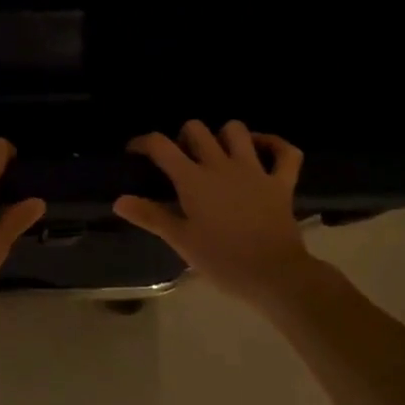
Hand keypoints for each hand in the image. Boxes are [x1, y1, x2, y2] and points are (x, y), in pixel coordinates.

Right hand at [114, 120, 310, 302]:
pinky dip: (274, 145)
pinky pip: (285, 152)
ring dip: (224, 136)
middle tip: (181, 159)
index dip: (143, 143)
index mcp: (193, 179)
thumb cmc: (222, 260)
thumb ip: (150, 216)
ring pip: (236, 130)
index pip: (160, 145)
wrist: (275, 276)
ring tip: (217, 153)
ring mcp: (254, 170)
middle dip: (184, 137)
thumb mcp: (181, 241)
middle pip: (196, 129)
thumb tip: (119, 201)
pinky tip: (261, 150)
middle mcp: (221, 165)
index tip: (135, 152)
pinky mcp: (281, 182)